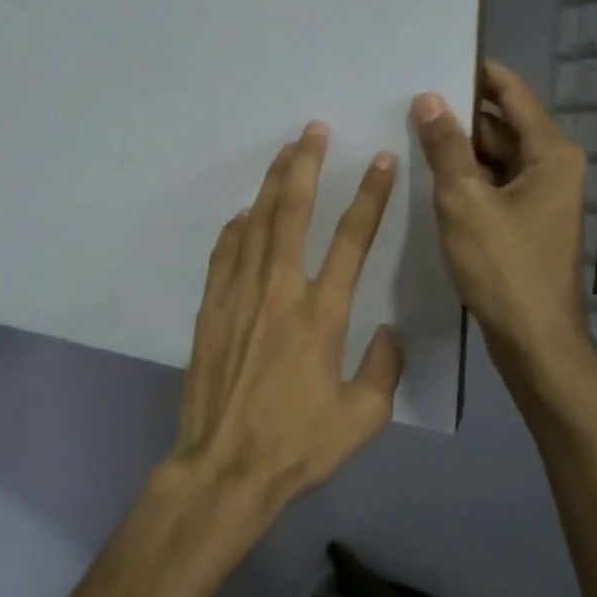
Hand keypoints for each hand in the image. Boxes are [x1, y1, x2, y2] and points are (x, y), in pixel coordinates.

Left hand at [169, 122, 403, 515]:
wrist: (225, 466)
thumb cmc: (297, 446)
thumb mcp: (362, 419)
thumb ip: (383, 369)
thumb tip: (387, 332)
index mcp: (322, 314)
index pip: (352, 240)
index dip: (369, 196)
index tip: (380, 160)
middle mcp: (279, 292)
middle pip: (293, 213)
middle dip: (305, 166)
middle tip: (313, 129)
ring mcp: (238, 297)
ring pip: (255, 225)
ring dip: (270, 185)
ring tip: (282, 153)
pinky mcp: (210, 310)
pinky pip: (223, 256)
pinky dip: (235, 229)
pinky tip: (242, 215)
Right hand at [411, 60, 592, 395]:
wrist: (534, 339)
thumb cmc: (503, 266)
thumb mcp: (464, 201)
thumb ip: (446, 147)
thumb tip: (429, 98)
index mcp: (549, 153)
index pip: (512, 93)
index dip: (477, 73)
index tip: (436, 58)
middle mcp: (551, 169)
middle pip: (501, 126)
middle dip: (458, 115)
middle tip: (406, 102)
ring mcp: (540, 199)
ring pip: (494, 159)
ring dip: (457, 150)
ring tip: (407, 136)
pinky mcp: (525, 224)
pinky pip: (492, 187)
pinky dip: (464, 180)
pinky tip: (427, 180)